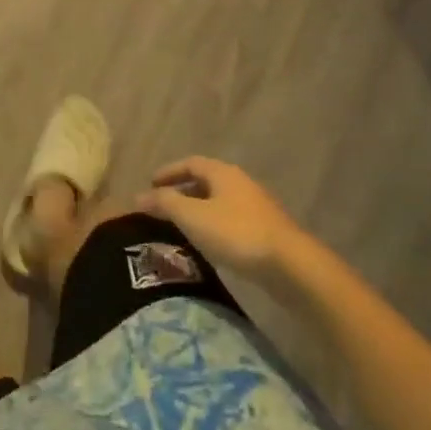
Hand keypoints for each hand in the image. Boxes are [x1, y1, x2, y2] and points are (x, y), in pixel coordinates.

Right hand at [137, 156, 300, 278]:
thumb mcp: (193, 217)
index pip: (190, 162)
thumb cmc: (236, 233)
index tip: (151, 183)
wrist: (291, 266)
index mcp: (222, 172)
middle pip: (206, 181)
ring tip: (183, 227)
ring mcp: (257, 207)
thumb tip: (139, 196)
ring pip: (220, 202)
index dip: (169, 171)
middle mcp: (240, 183)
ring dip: (199, 209)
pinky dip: (215, 225)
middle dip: (183, 191)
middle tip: (164, 206)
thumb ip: (165, 203)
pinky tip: (210, 244)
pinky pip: (232, 220)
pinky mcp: (267, 231)